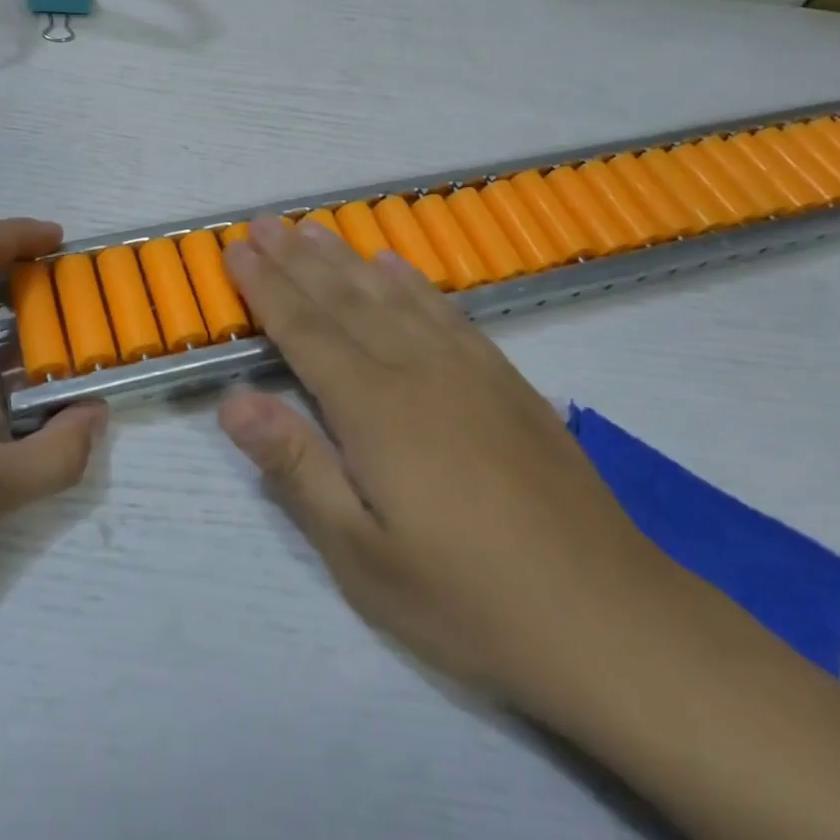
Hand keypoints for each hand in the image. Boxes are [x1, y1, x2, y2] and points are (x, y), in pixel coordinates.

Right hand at [217, 215, 677, 713]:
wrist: (607, 616)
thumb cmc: (465, 598)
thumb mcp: (360, 554)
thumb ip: (296, 467)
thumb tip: (232, 402)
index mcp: (375, 409)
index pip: (305, 331)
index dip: (267, 288)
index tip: (236, 252)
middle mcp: (417, 371)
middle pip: (345, 300)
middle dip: (297, 258)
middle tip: (262, 222)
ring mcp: (468, 370)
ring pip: (393, 296)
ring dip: (348, 259)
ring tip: (314, 229)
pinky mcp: (506, 382)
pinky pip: (447, 312)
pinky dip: (413, 283)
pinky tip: (397, 267)